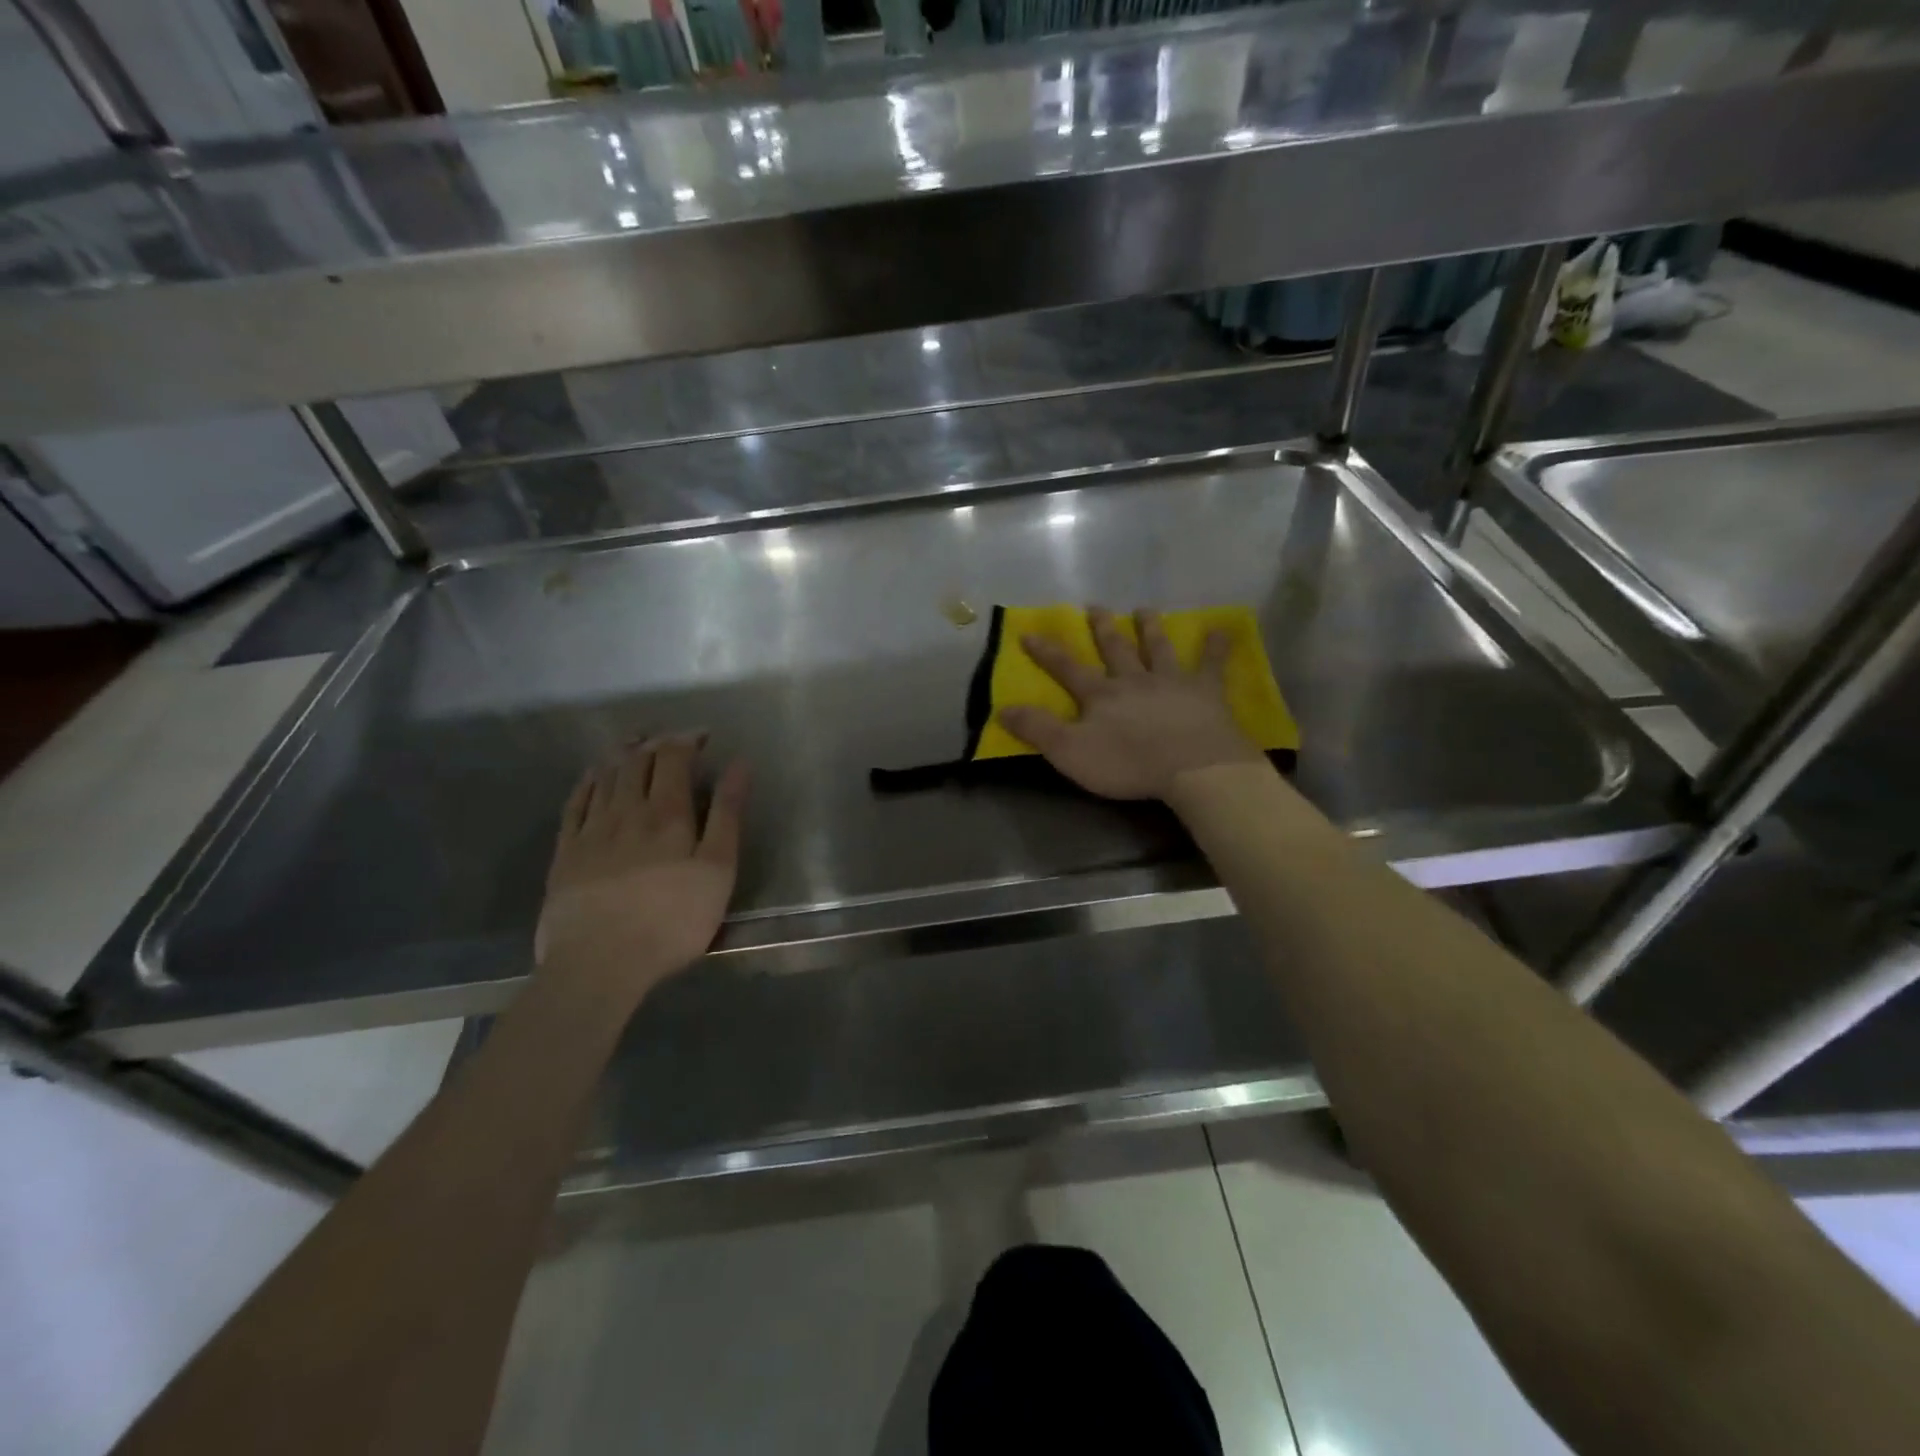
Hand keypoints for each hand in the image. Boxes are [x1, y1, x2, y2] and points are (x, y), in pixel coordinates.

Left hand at [536, 735, 749, 997]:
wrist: (599, 963)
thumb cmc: (672, 921)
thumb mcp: (717, 870)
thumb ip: (727, 815)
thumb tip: (738, 765)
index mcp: (667, 814)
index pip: (673, 758)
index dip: (687, 740)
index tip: (703, 736)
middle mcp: (626, 811)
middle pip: (637, 761)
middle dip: (655, 742)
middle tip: (670, 738)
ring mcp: (590, 830)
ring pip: (604, 776)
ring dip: (621, 753)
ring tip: (634, 743)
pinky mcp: (565, 853)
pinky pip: (575, 803)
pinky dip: (587, 781)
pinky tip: (593, 776)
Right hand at [998, 607, 1262, 799]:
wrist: (1194, 767)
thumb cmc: (1128, 763)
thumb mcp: (1070, 752)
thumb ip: (1037, 729)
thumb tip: (1002, 708)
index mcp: (1101, 695)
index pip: (1067, 668)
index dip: (1046, 652)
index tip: (1029, 633)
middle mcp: (1134, 679)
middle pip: (1115, 648)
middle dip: (1102, 628)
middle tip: (1095, 606)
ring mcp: (1172, 682)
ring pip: (1158, 648)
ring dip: (1150, 628)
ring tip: (1144, 610)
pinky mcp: (1207, 692)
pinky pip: (1212, 665)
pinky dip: (1216, 647)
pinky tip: (1221, 631)